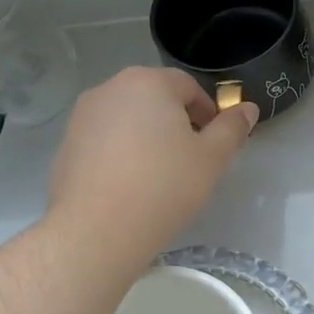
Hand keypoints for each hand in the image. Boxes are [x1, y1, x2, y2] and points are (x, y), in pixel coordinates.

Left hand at [47, 67, 257, 270]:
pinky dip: (122, 155)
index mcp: (148, 82)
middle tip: (191, 162)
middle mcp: (110, 89)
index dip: (208, 114)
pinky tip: (130, 188)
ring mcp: (82, 117)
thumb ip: (232, 129)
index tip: (214, 146)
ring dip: (148, 139)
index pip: (188, 86)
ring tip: (159, 178)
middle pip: (155, 99)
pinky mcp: (66, 146)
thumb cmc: (163, 187)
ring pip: (128, 120)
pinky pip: (105, 142)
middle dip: (177, 124)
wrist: (96, 231)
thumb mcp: (212, 159)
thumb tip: (248, 108)